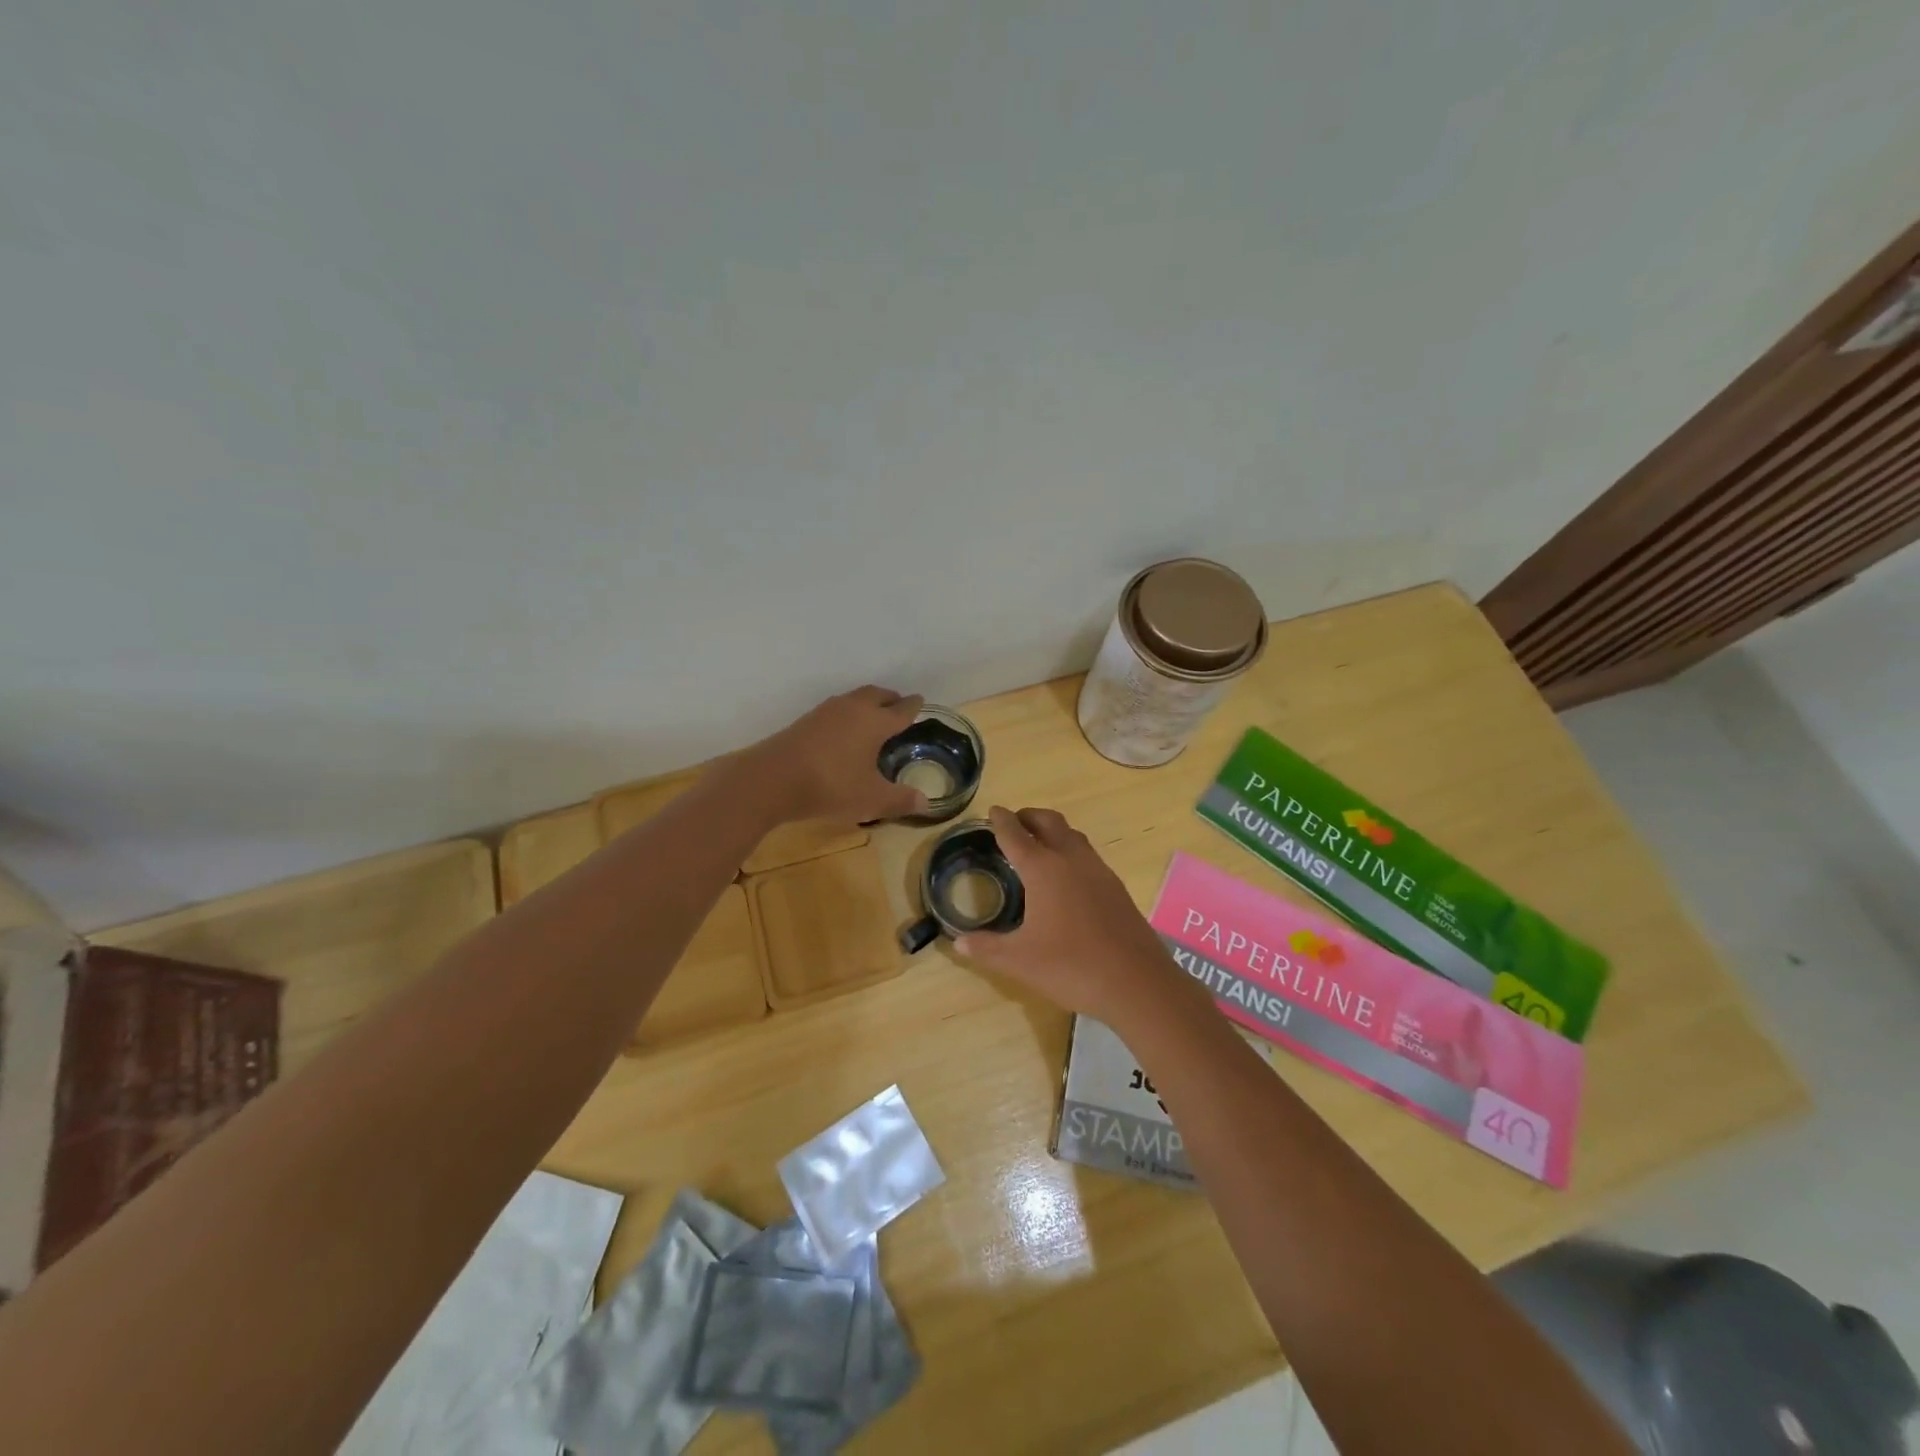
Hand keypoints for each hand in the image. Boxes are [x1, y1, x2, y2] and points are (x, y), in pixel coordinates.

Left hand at [743, 686, 930, 825]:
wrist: (772, 779)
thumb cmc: (831, 786)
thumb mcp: (871, 799)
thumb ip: (900, 800)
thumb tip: (926, 802)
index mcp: (875, 722)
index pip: (901, 709)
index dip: (913, 706)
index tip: (920, 701)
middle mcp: (853, 708)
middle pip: (877, 695)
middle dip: (890, 699)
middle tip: (898, 706)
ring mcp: (826, 711)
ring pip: (854, 699)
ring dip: (867, 703)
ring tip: (873, 717)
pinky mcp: (806, 720)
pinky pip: (836, 709)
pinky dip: (848, 713)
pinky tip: (844, 730)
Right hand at [955, 805, 1197, 1027]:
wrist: (1137, 982)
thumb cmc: (1072, 966)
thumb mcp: (1020, 961)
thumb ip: (987, 949)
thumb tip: (958, 943)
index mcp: (1044, 870)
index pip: (1016, 835)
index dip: (1002, 821)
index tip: (993, 810)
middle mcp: (1072, 860)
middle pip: (1049, 823)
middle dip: (1029, 816)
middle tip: (1014, 821)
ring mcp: (1099, 872)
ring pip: (1073, 836)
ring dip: (1053, 831)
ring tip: (1039, 843)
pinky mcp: (1116, 888)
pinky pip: (1088, 855)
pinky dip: (1071, 851)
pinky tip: (1068, 876)